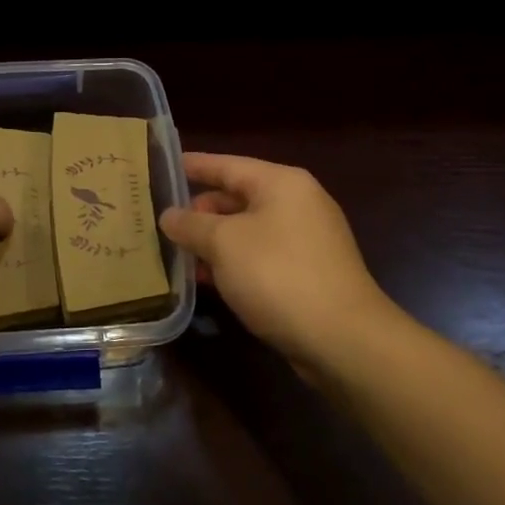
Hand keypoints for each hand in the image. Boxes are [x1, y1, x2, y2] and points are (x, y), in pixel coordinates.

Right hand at [159, 153, 400, 368]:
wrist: (343, 339)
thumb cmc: (278, 275)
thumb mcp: (223, 244)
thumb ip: (191, 224)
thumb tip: (168, 215)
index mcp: (281, 183)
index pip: (226, 164)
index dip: (193, 166)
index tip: (162, 166)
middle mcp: (297, 203)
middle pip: (236, 197)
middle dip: (199, 210)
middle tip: (161, 221)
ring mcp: (306, 239)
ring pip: (246, 229)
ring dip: (213, 241)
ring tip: (175, 253)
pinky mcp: (308, 272)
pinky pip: (260, 255)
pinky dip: (233, 261)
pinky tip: (206, 279)